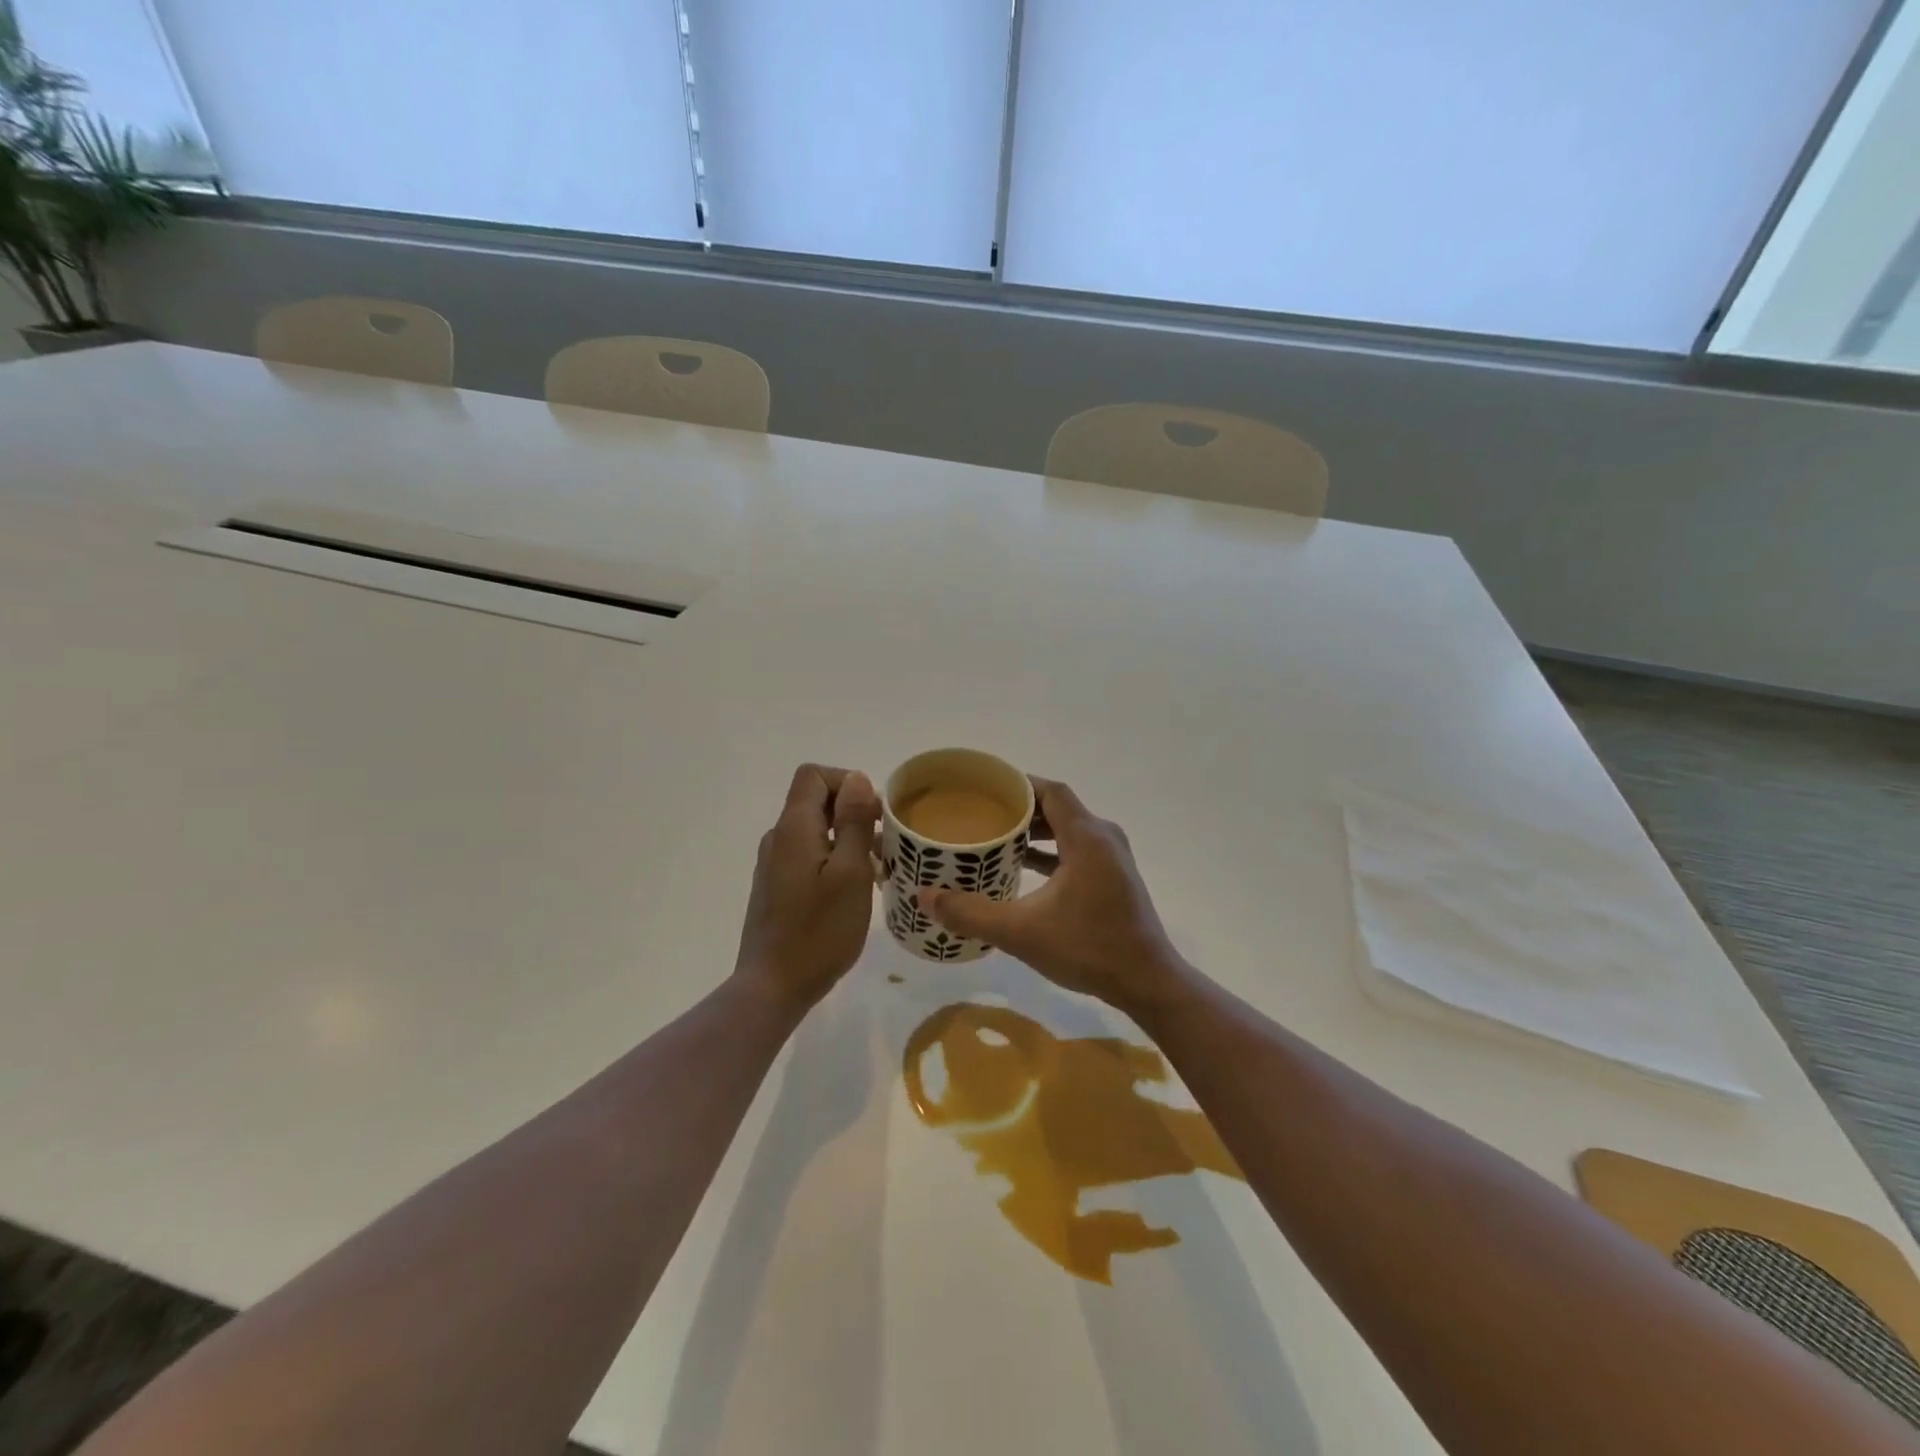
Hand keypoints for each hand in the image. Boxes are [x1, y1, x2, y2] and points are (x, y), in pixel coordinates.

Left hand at [733, 764, 880, 1013]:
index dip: (847, 782)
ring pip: (815, 831)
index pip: (814, 776)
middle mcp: (779, 838)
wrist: (774, 986)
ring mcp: (774, 864)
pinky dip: (834, 859)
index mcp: (794, 828)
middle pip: (815, 801)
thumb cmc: (820, 930)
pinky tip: (855, 889)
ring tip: (878, 870)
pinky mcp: (776, 886)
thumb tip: (856, 778)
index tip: (874, 814)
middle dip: (854, 812)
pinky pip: (808, 855)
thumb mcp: (850, 872)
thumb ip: (854, 821)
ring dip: (848, 838)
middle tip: (886, 844)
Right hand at [919, 779, 1186, 1014]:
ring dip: (1036, 832)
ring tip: (997, 838)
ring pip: (1068, 830)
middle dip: (1021, 809)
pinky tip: (1023, 868)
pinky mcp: (1114, 878)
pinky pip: (1077, 850)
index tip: (984, 787)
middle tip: (982, 814)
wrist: (1147, 982)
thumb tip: (926, 898)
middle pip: (1058, 807)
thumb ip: (972, 913)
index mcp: (1087, 837)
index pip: (1050, 791)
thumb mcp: (1022, 932)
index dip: (1018, 784)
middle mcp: (1103, 838)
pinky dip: (1051, 852)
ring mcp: (1112, 858)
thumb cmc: (1088, 948)